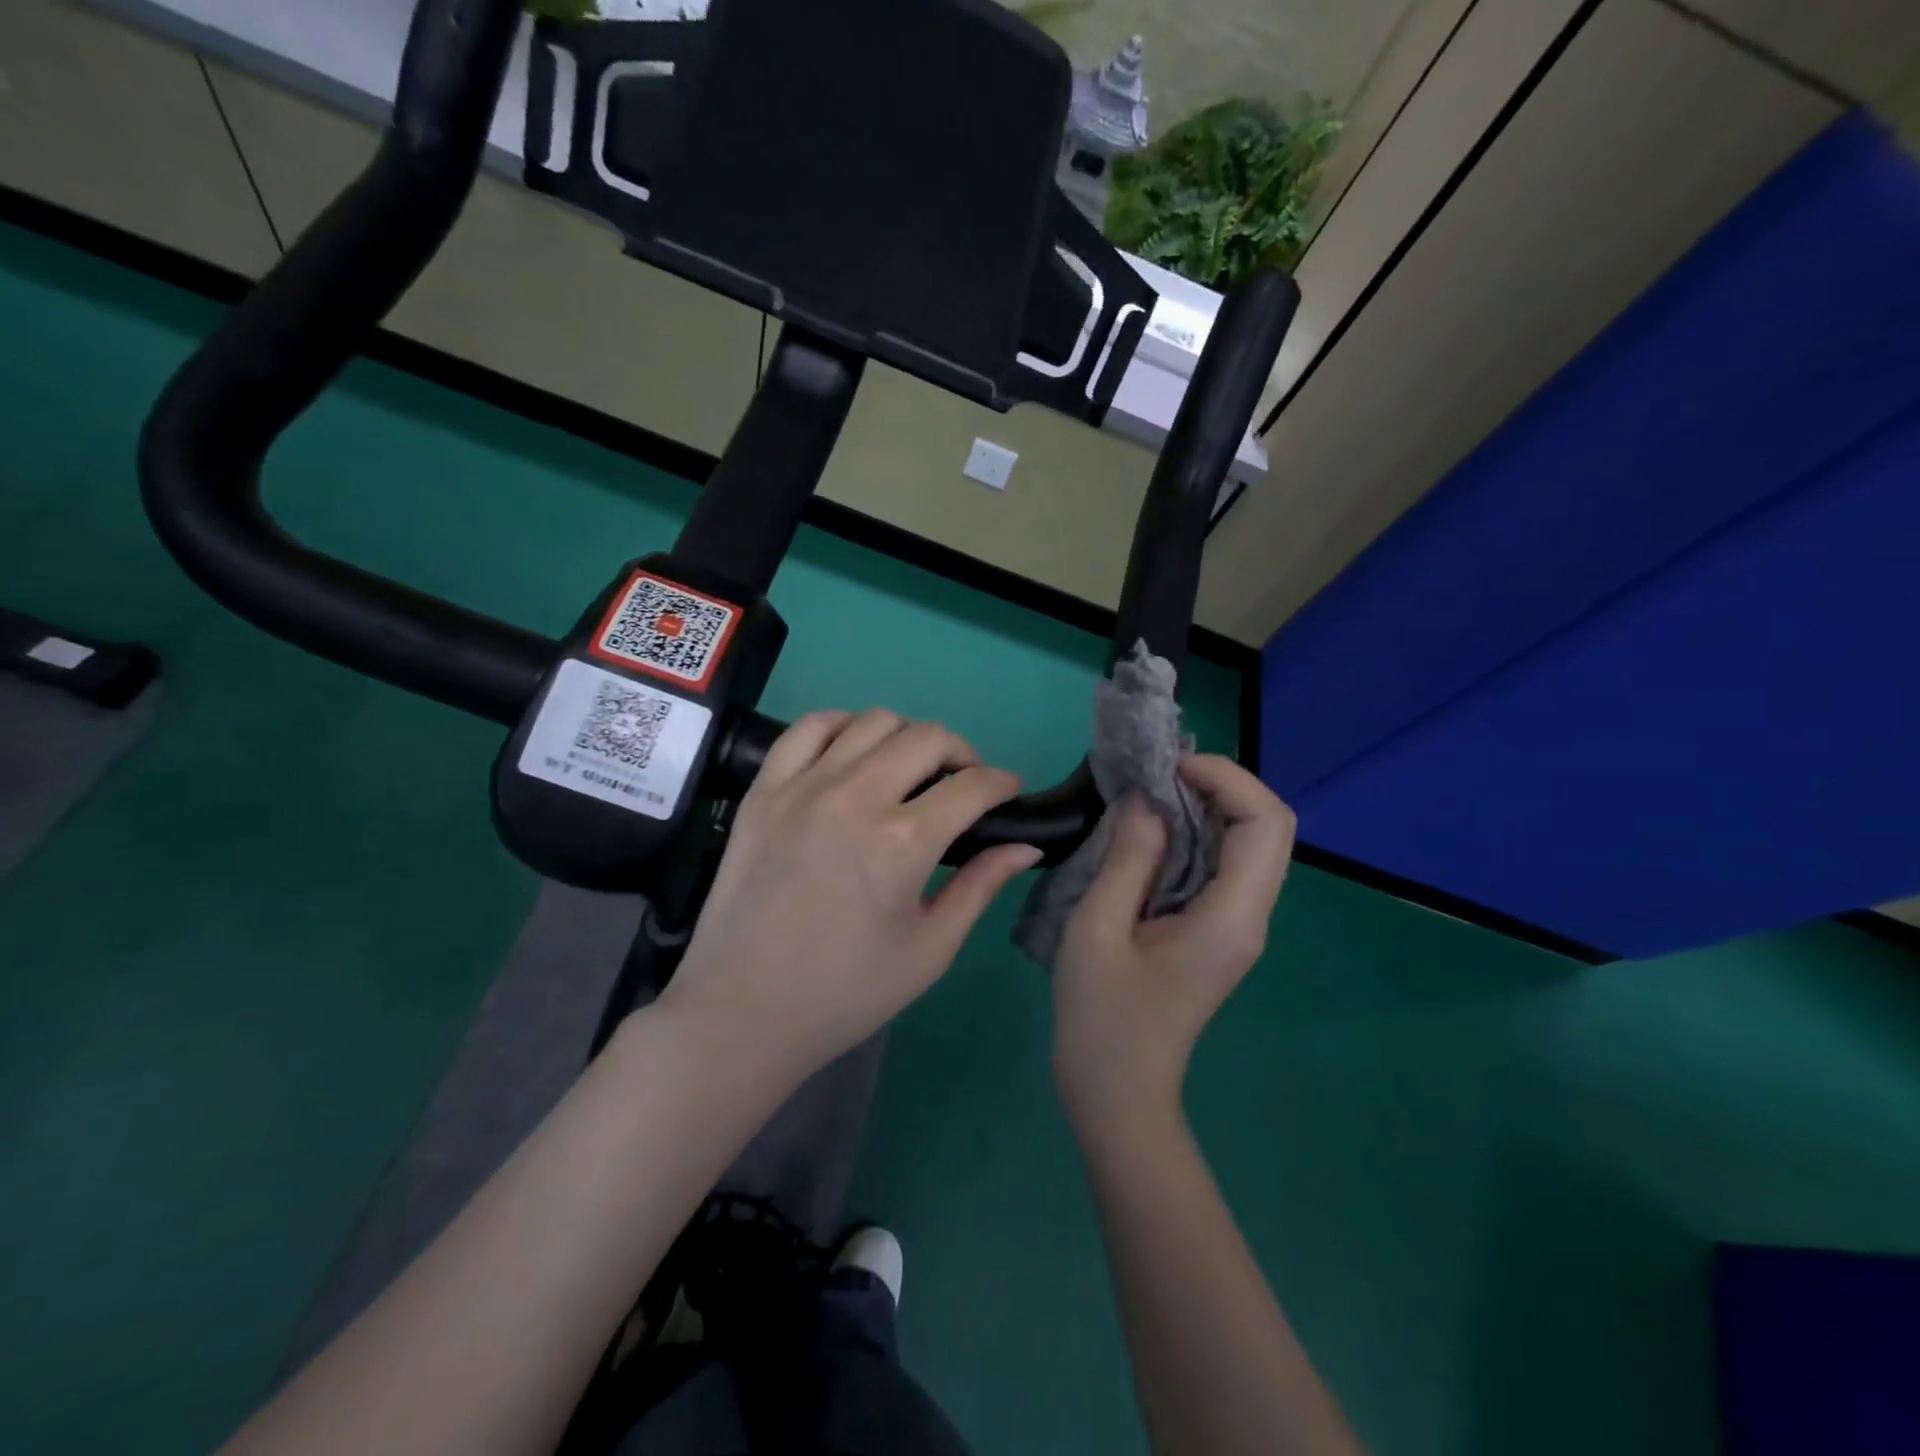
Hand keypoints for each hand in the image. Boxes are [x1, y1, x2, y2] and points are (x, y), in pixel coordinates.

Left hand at [658, 709, 1042, 1089]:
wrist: (743, 1010)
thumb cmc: (846, 992)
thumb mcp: (930, 950)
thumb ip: (981, 887)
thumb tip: (1028, 845)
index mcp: (903, 843)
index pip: (971, 786)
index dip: (1002, 782)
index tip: (1008, 790)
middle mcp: (855, 798)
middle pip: (928, 738)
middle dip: (962, 752)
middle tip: (963, 783)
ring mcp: (803, 787)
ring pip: (873, 721)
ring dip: (906, 736)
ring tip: (910, 769)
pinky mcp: (764, 789)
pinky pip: (809, 728)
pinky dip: (843, 726)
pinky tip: (853, 752)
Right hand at [1052, 755, 1296, 1136]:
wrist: (1117, 1091)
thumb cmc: (1101, 1015)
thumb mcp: (1098, 928)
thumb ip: (1129, 856)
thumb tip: (1147, 799)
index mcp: (1231, 916)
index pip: (1266, 823)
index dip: (1227, 778)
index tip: (1169, 767)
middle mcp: (1250, 916)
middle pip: (1268, 827)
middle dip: (1221, 785)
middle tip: (1158, 775)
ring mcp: (1238, 925)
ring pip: (1250, 843)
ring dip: (1209, 806)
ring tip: (1150, 793)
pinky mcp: (1218, 930)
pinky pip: (1224, 864)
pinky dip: (1197, 833)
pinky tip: (1153, 831)